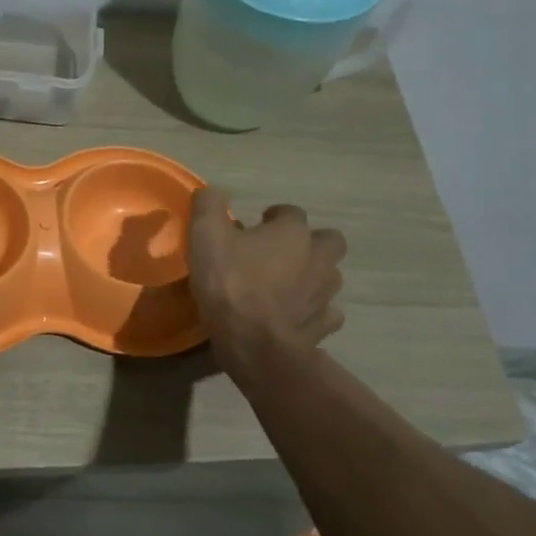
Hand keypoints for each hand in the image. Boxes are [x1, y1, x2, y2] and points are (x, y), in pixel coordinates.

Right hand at [187, 189, 346, 379]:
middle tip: (281, 253)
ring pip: (330, 276)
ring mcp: (324, 294)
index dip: (273, 217)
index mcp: (292, 232)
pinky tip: (294, 315)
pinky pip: (326, 313)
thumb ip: (208, 206)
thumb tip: (211, 193)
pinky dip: (313, 311)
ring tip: (286, 285)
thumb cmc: (230, 282)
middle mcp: (318, 258)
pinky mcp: (323, 325)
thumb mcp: (205, 235)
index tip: (254, 227)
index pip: (291, 212)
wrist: (253, 342)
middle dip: (310, 243)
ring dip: (313, 276)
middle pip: (329, 241)